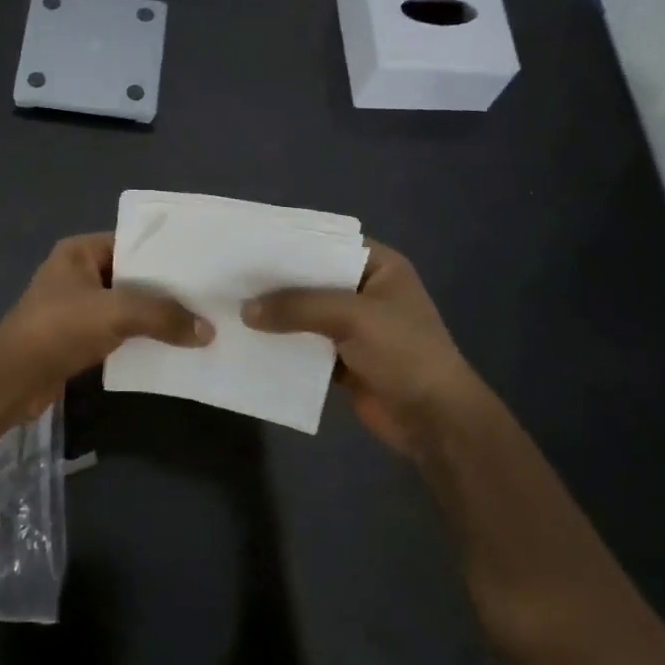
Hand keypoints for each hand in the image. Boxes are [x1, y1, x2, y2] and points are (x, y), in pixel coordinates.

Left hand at [0, 233, 211, 419]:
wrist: (12, 378)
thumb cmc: (59, 328)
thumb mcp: (116, 313)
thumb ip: (163, 316)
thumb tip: (208, 331)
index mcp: (80, 252)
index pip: (132, 242)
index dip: (165, 254)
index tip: (202, 265)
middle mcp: (78, 274)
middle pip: (132, 277)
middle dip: (166, 290)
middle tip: (207, 297)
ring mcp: (76, 308)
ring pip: (126, 307)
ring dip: (155, 318)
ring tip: (198, 324)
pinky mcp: (77, 339)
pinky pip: (118, 333)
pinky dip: (140, 339)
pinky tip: (171, 348)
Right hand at [243, 241, 481, 460]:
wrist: (434, 420)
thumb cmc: (404, 353)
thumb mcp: (352, 317)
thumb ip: (298, 307)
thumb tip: (246, 310)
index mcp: (380, 268)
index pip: (328, 244)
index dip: (291, 244)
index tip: (249, 244)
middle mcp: (365, 291)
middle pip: (312, 280)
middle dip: (276, 282)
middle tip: (230, 276)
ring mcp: (354, 327)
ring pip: (305, 314)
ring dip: (276, 315)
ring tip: (230, 306)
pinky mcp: (342, 359)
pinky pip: (305, 345)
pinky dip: (282, 344)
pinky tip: (248, 340)